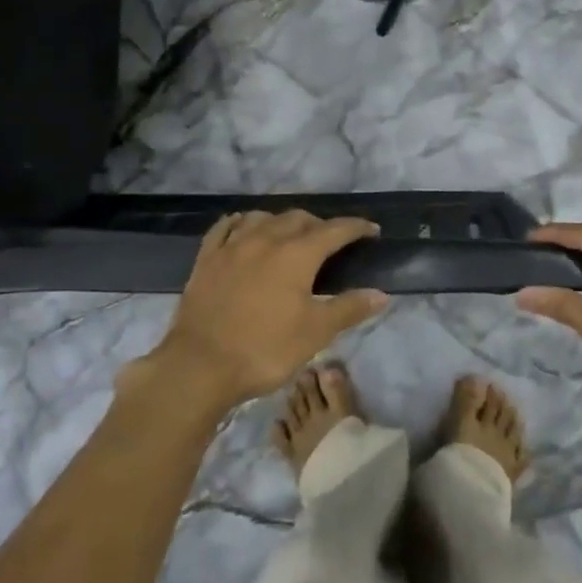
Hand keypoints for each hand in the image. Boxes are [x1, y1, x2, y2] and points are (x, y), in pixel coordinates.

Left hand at [145, 211, 387, 412]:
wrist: (200, 365)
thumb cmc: (265, 349)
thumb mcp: (315, 333)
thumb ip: (349, 308)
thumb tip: (381, 294)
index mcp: (297, 254)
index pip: (334, 230)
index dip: (355, 227)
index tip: (371, 230)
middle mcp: (266, 238)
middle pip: (298, 218)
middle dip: (319, 224)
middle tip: (330, 241)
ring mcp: (232, 245)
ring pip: (263, 217)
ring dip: (281, 221)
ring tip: (289, 234)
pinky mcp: (207, 257)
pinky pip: (226, 227)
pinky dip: (241, 223)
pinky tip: (243, 228)